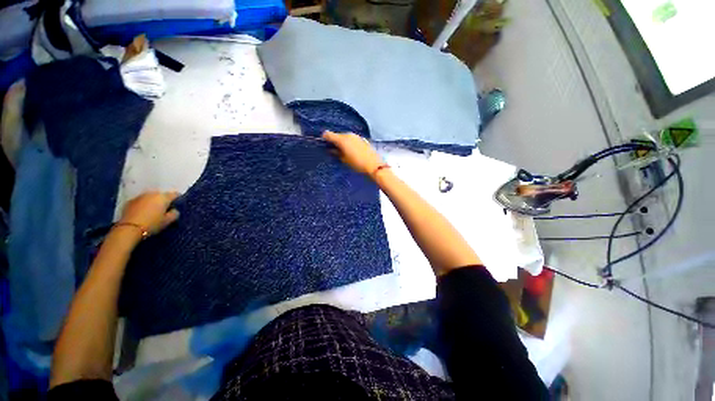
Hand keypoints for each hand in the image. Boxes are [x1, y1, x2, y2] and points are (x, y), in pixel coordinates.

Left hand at [118, 191, 180, 235]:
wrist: (129, 228)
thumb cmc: (152, 224)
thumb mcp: (168, 221)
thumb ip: (174, 213)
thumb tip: (174, 210)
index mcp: (163, 197)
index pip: (175, 194)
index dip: (178, 199)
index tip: (178, 205)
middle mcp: (152, 193)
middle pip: (161, 195)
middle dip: (164, 201)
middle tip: (165, 209)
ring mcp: (139, 196)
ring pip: (150, 197)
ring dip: (153, 202)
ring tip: (153, 211)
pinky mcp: (130, 201)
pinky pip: (140, 201)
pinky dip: (143, 205)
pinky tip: (142, 213)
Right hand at [322, 131, 383, 176]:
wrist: (374, 165)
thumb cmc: (357, 164)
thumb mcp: (344, 160)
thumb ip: (336, 153)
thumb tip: (331, 149)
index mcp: (342, 139)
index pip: (328, 134)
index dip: (324, 139)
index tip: (324, 145)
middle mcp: (348, 135)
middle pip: (337, 135)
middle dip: (334, 141)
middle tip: (334, 151)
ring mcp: (356, 136)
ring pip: (345, 137)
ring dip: (342, 142)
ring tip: (344, 152)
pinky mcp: (362, 139)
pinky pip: (352, 139)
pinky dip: (349, 143)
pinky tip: (352, 151)